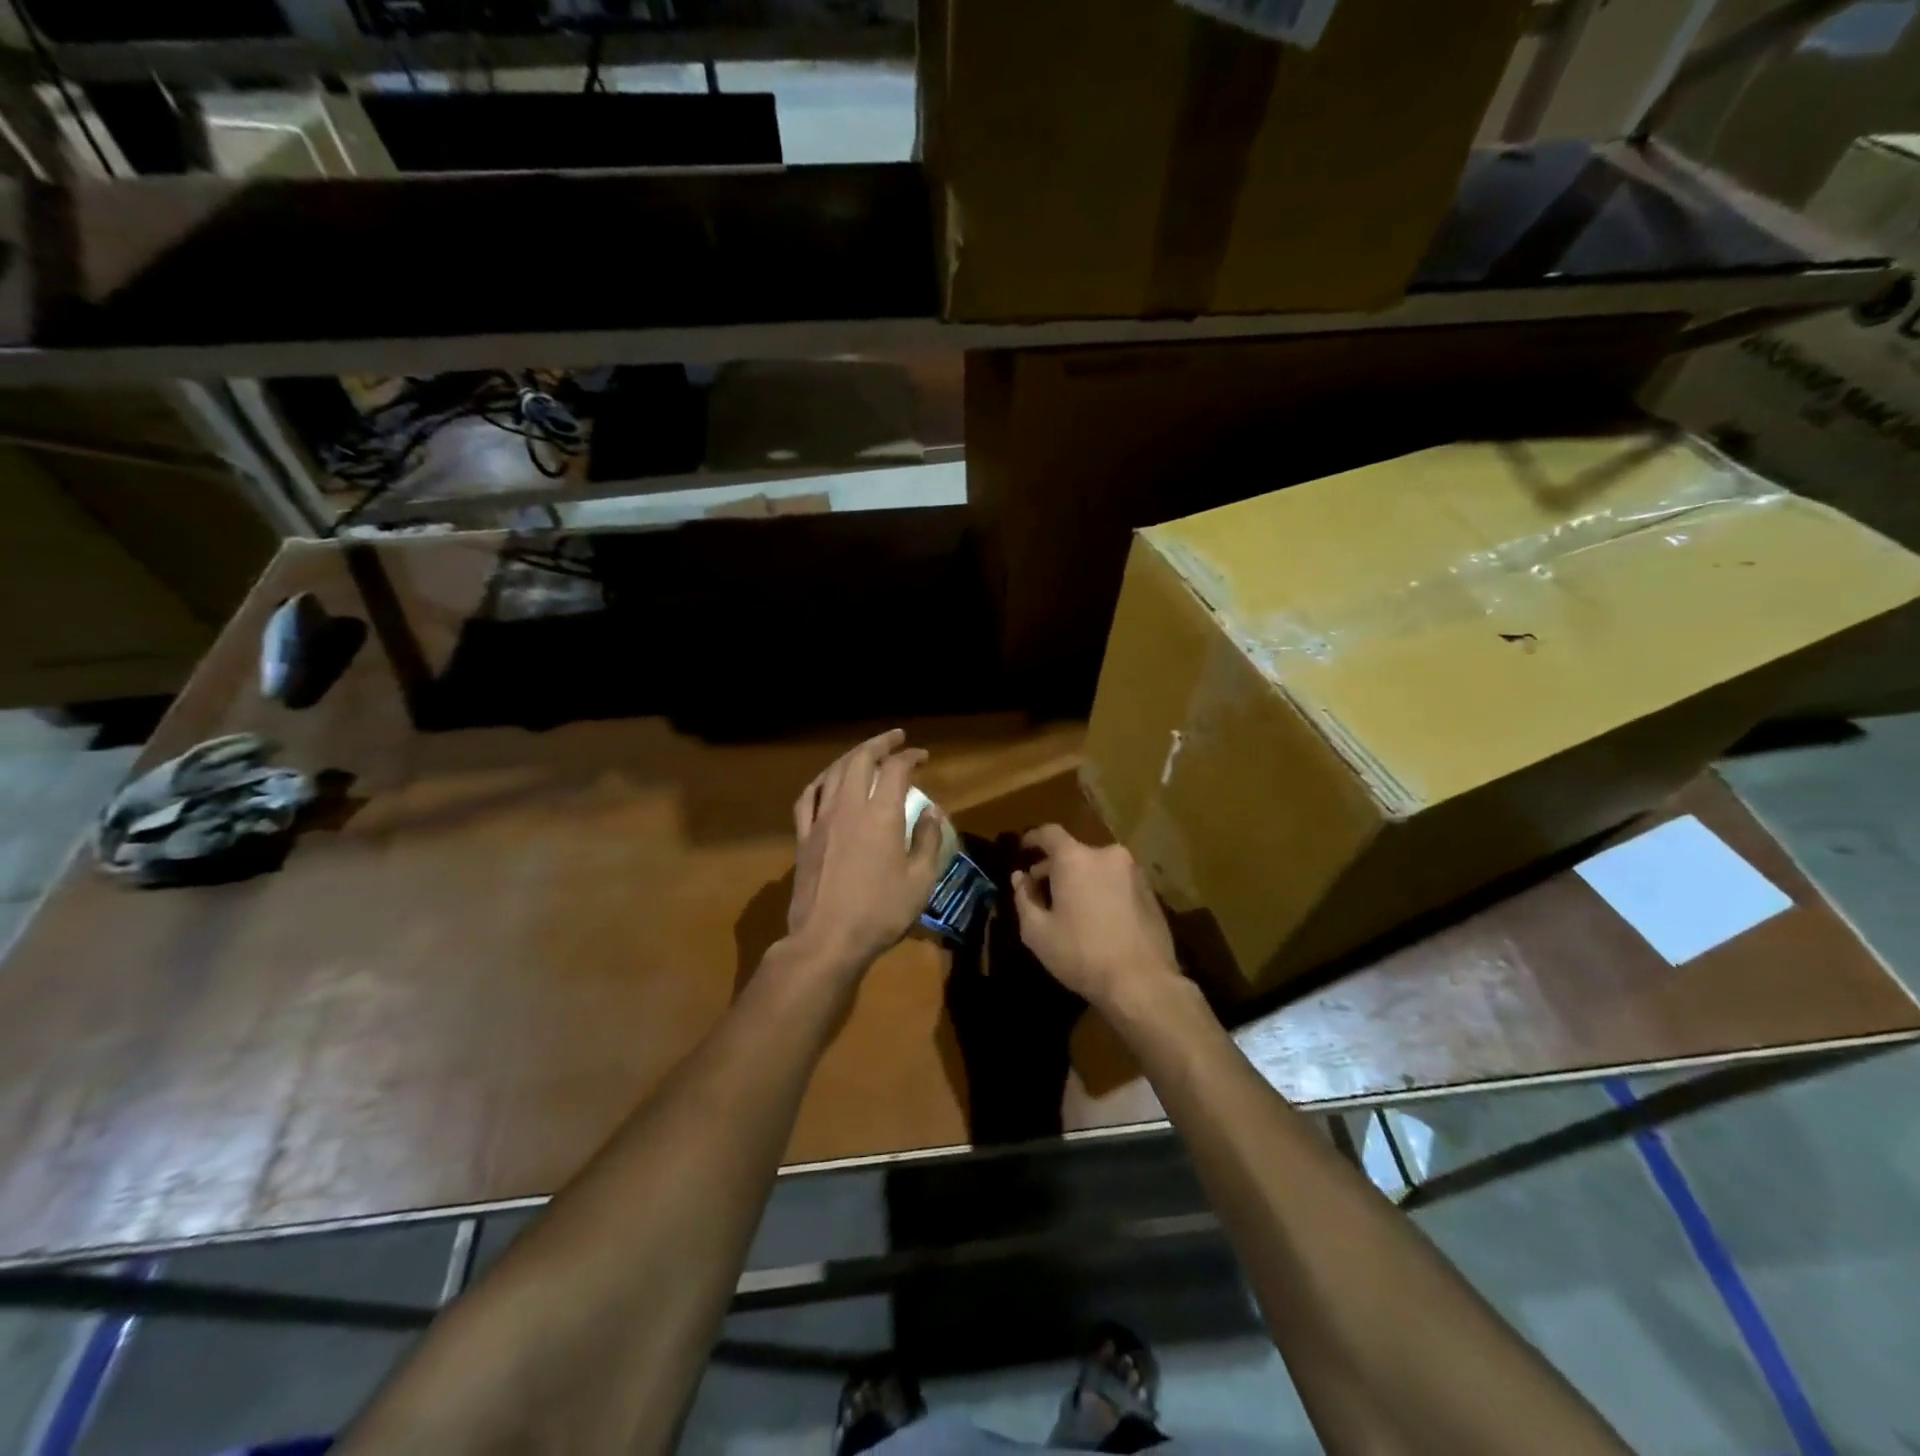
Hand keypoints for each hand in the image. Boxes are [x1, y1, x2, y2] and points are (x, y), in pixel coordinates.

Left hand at [787, 729, 947, 973]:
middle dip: (880, 743)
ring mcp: (821, 820)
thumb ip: (928, 840)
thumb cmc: (880, 912)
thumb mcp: (920, 880)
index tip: (923, 757)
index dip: (910, 757)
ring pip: (834, 772)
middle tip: (896, 739)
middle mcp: (849, 807)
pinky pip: (808, 797)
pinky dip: (822, 780)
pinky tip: (828, 781)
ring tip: (865, 752)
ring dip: (852, 756)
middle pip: (861, 759)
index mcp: (881, 815)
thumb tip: (932, 812)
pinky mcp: (803, 837)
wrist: (827, 939)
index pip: (896, 769)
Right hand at [1011, 825, 1181, 1011]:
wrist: (1142, 983)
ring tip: (1070, 905)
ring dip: (1081, 878)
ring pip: (1098, 866)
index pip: (1049, 833)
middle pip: (1074, 851)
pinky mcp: (1151, 892)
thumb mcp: (1037, 932)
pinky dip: (1102, 889)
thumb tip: (1020, 878)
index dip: (1033, 838)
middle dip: (1055, 866)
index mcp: (1076, 859)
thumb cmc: (1081, 954)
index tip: (1023, 849)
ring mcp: (1133, 872)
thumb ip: (1024, 898)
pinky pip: (1117, 881)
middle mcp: (1107, 855)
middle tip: (1041, 888)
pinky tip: (1097, 917)